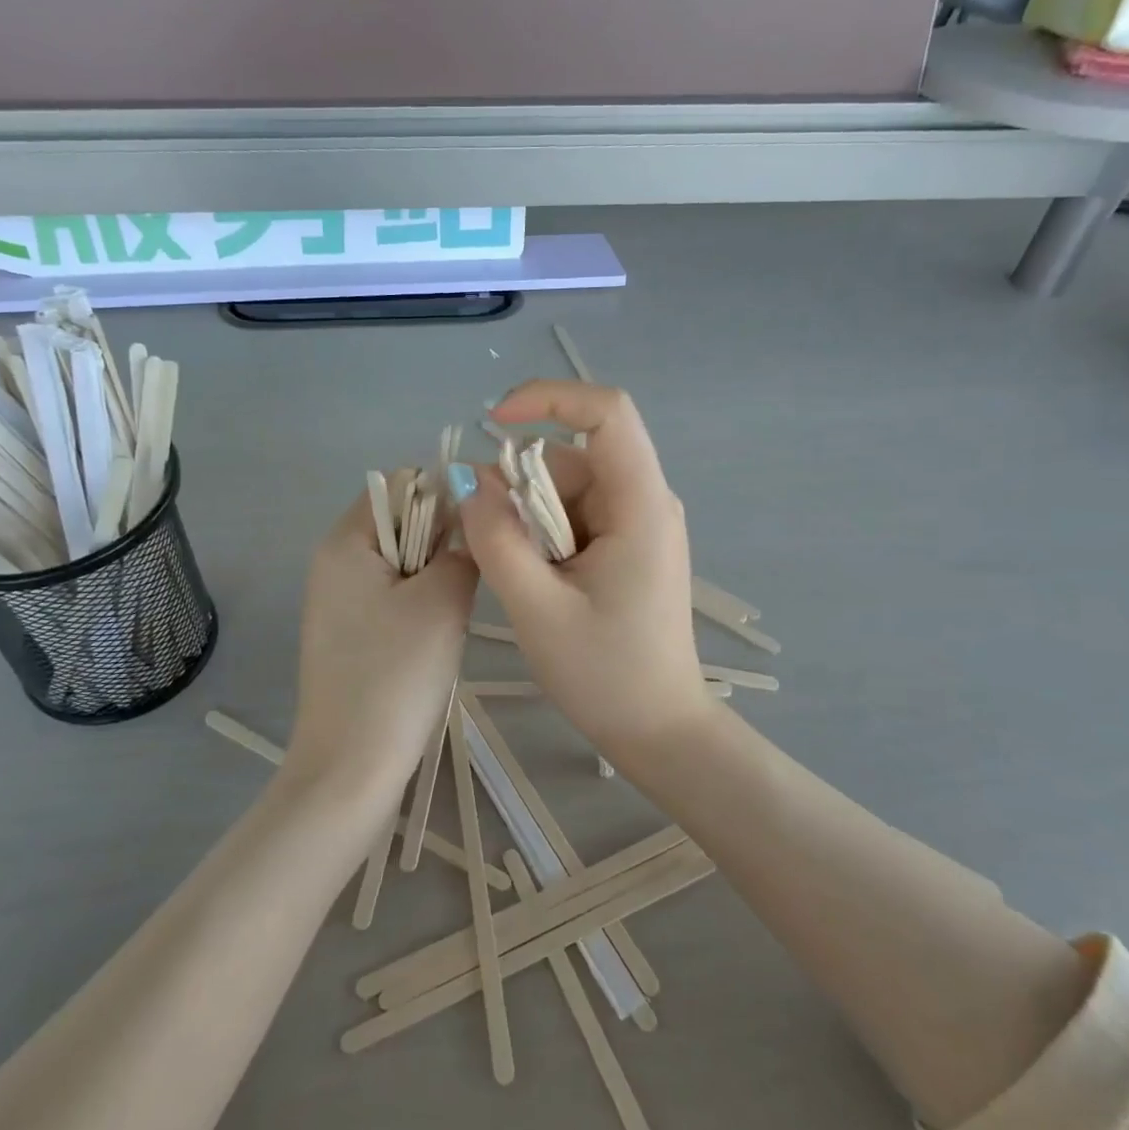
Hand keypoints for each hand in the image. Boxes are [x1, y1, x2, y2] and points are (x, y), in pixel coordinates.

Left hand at [286, 489, 476, 796]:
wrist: (351, 766)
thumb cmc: (395, 675)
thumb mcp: (442, 602)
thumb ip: (463, 549)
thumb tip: (472, 524)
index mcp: (345, 540)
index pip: (403, 484)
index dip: (447, 495)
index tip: (483, 528)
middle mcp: (333, 560)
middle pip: (401, 521)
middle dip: (442, 540)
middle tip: (470, 579)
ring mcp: (336, 599)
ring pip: (402, 561)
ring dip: (434, 576)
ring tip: (453, 614)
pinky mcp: (347, 632)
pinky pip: (391, 596)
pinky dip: (419, 604)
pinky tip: (434, 638)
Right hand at [458, 381, 712, 758]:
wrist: (659, 731)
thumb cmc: (605, 675)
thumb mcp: (537, 608)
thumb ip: (496, 539)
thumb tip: (468, 480)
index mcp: (639, 504)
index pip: (606, 411)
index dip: (548, 398)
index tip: (493, 423)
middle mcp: (645, 501)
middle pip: (573, 457)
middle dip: (522, 487)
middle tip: (495, 545)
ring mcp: (638, 524)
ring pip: (567, 489)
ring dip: (529, 519)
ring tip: (524, 580)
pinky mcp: (627, 546)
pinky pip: (574, 516)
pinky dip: (543, 536)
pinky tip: (538, 583)